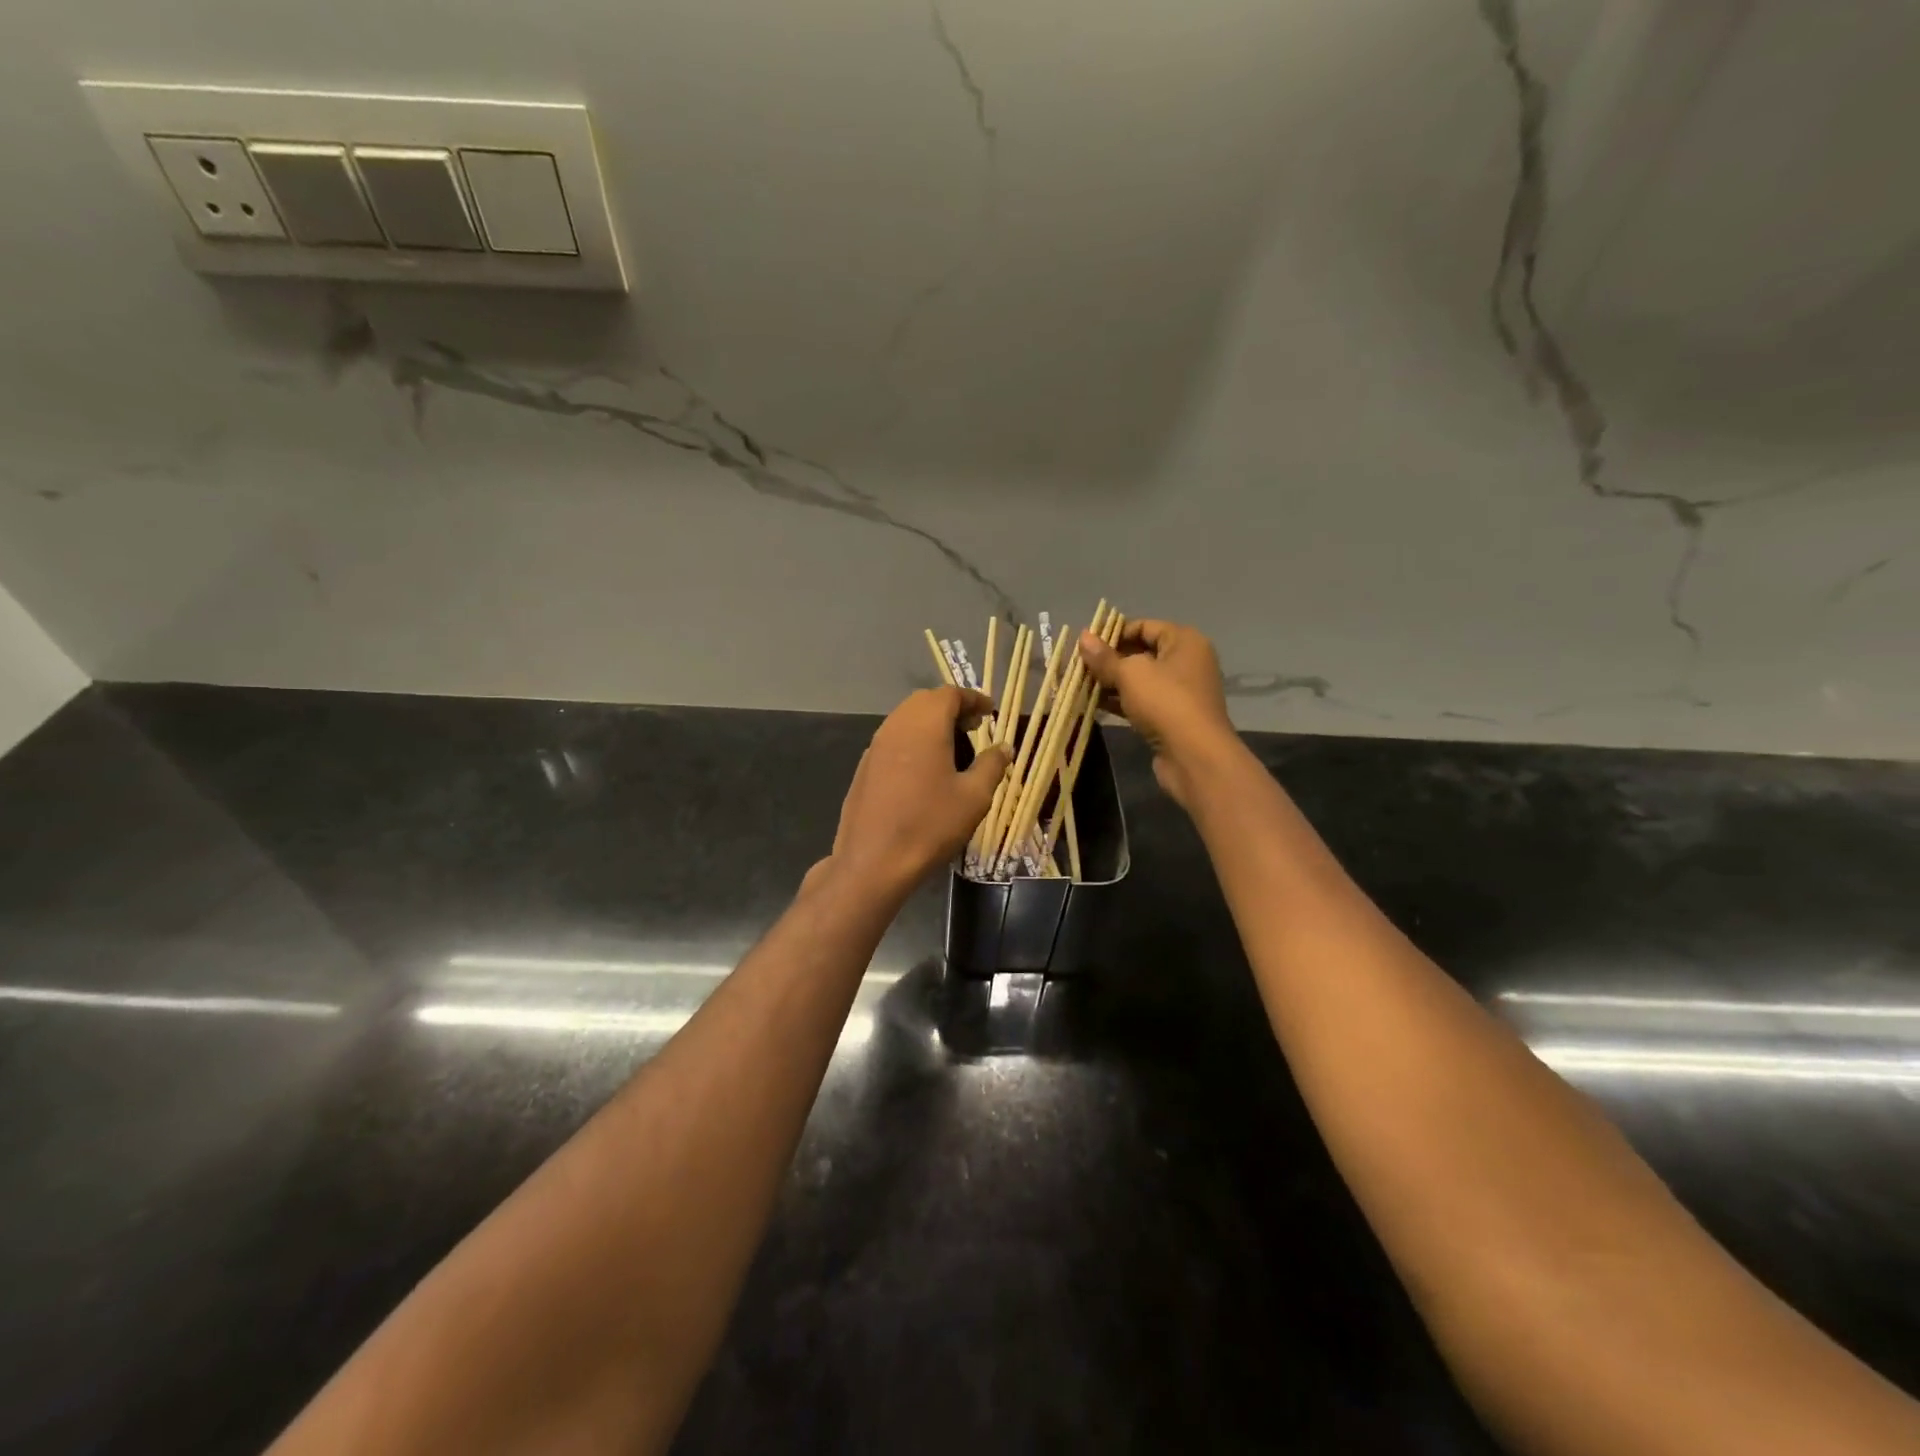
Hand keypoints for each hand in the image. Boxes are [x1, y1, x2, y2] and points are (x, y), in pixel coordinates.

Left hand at [821, 687, 1007, 894]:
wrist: (873, 862)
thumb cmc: (930, 825)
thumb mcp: (974, 797)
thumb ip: (991, 766)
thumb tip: (1004, 747)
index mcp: (924, 725)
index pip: (950, 694)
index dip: (973, 699)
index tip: (989, 712)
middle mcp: (896, 726)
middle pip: (925, 702)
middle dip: (951, 709)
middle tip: (973, 729)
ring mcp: (875, 747)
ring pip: (905, 720)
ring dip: (930, 725)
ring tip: (952, 749)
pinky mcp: (864, 768)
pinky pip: (892, 741)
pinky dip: (912, 742)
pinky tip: (924, 771)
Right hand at [1078, 619, 1236, 810]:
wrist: (1194, 755)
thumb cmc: (1165, 702)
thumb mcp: (1129, 674)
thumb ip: (1104, 657)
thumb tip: (1083, 637)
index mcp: (1184, 641)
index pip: (1144, 626)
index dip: (1114, 632)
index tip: (1086, 644)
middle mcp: (1186, 662)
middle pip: (1141, 653)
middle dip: (1109, 660)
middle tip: (1079, 665)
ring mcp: (1180, 692)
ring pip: (1139, 680)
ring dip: (1111, 682)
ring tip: (1080, 685)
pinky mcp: (1172, 717)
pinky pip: (1141, 702)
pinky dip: (1120, 702)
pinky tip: (1093, 704)